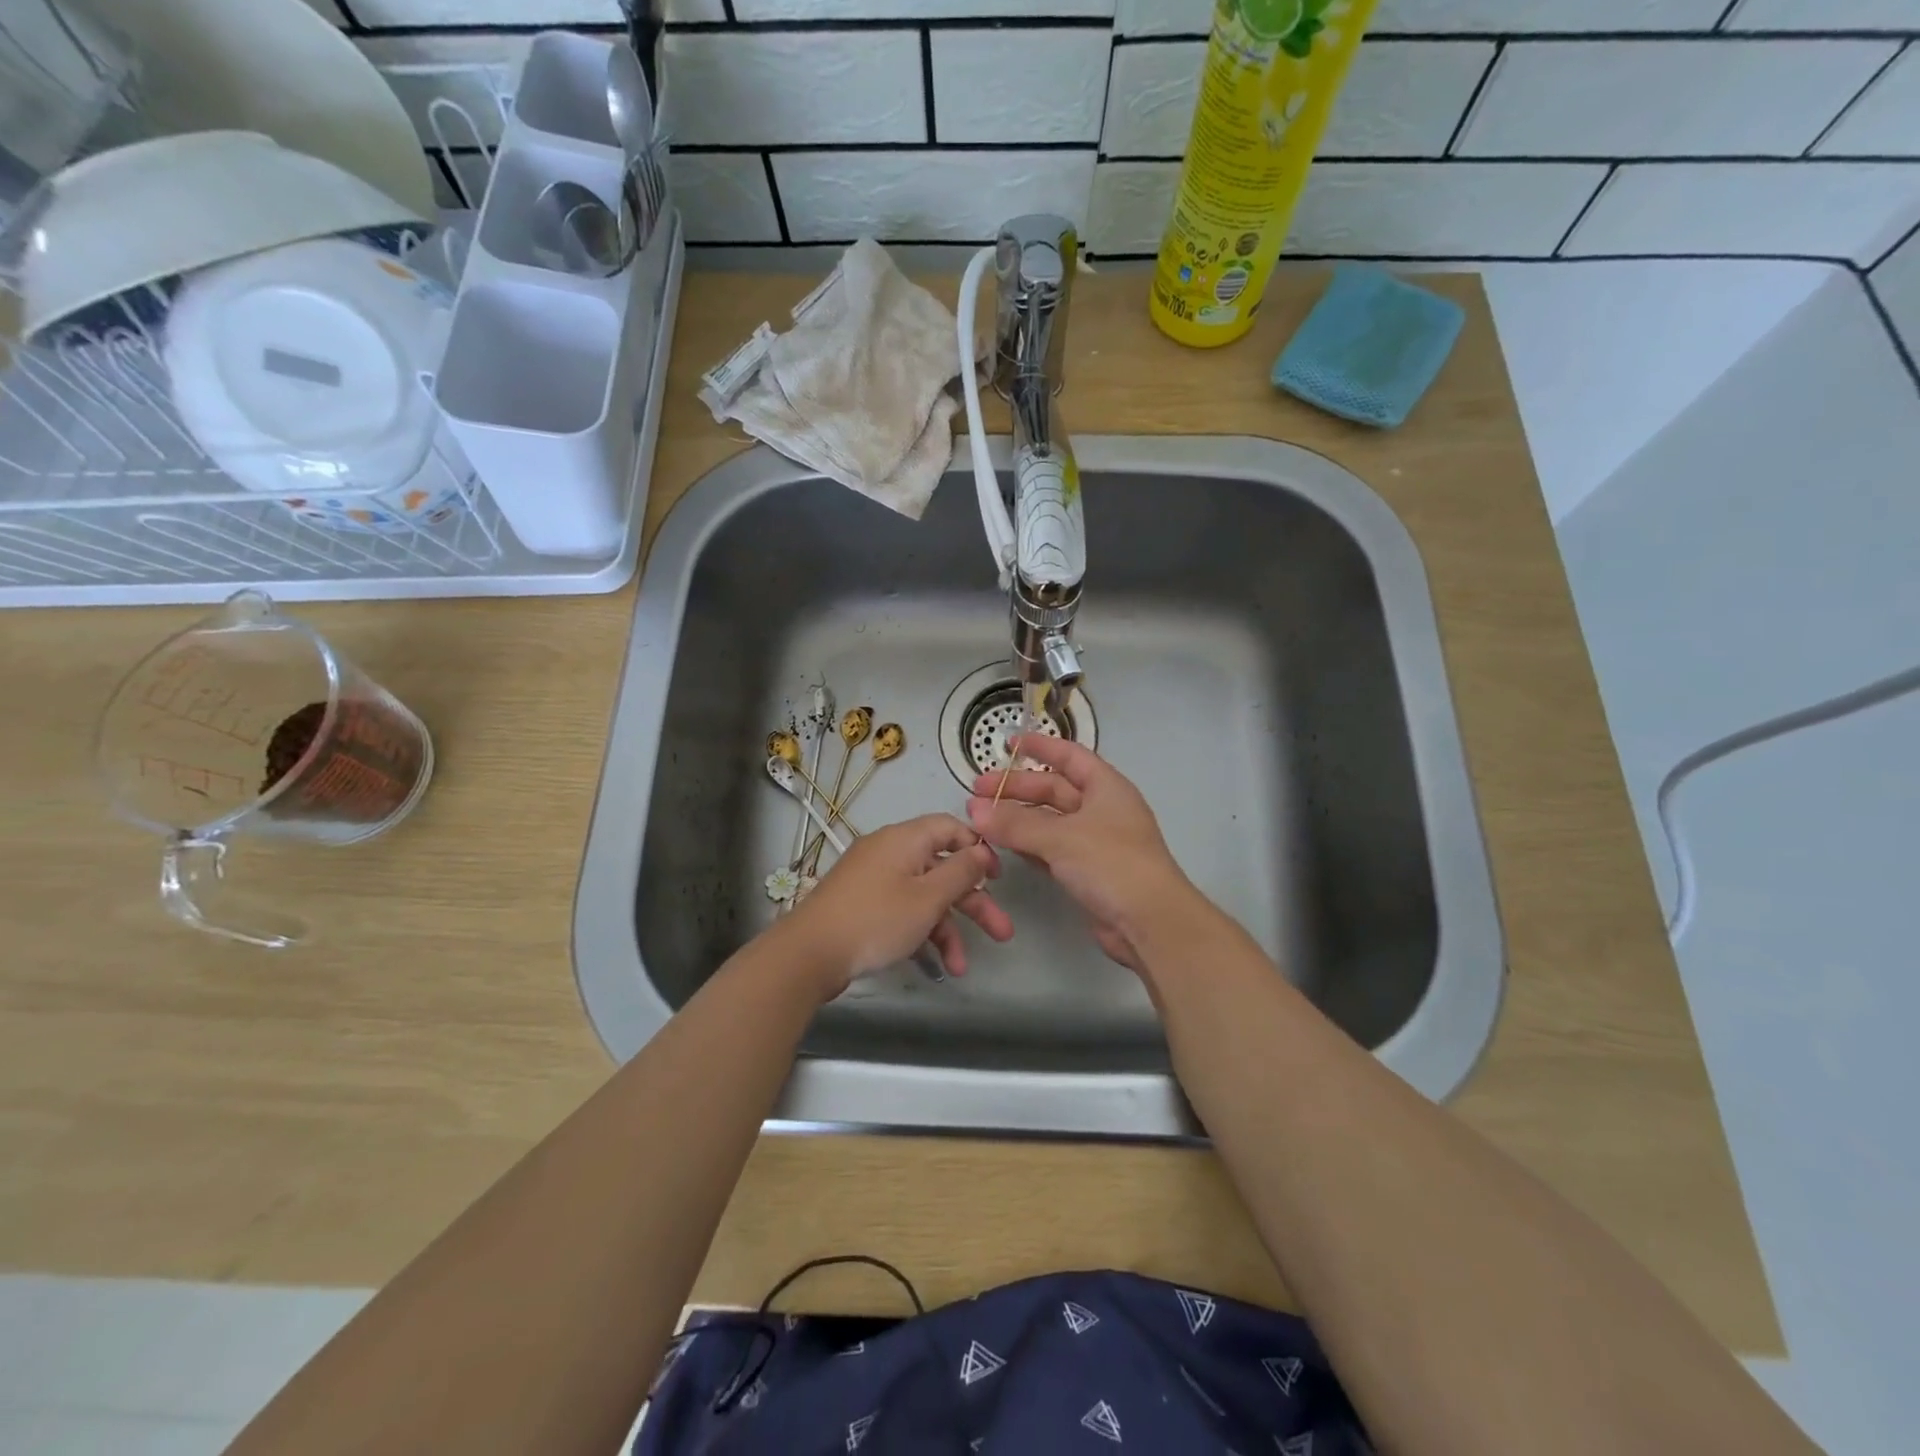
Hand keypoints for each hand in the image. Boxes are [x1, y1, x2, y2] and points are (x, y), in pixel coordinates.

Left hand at [780, 814, 1012, 995]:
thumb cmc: (876, 919)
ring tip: (961, 966)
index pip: (950, 828)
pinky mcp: (862, 905)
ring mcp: (873, 880)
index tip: (998, 878)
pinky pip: (902, 910)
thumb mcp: (928, 898)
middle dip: (973, 903)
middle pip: (941, 868)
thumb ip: (961, 872)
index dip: (978, 849)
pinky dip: (920, 933)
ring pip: (923, 896)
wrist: (809, 954)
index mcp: (905, 839)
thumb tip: (981, 850)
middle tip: (1002, 932)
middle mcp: (890, 852)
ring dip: (947, 929)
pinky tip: (934, 965)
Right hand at [966, 735, 1199, 973]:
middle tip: (976, 793)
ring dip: (1018, 819)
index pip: (1070, 756)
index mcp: (1106, 787)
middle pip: (1054, 790)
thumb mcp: (1061, 838)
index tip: (1008, 743)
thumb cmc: (1112, 864)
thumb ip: (1016, 823)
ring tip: (981, 820)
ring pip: (1050, 822)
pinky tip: (1003, 847)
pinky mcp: (1087, 872)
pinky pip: (1051, 850)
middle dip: (1016, 789)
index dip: (1040, 747)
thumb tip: (975, 811)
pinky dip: (1028, 846)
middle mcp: (1102, 809)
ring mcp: (1095, 842)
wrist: (1151, 923)